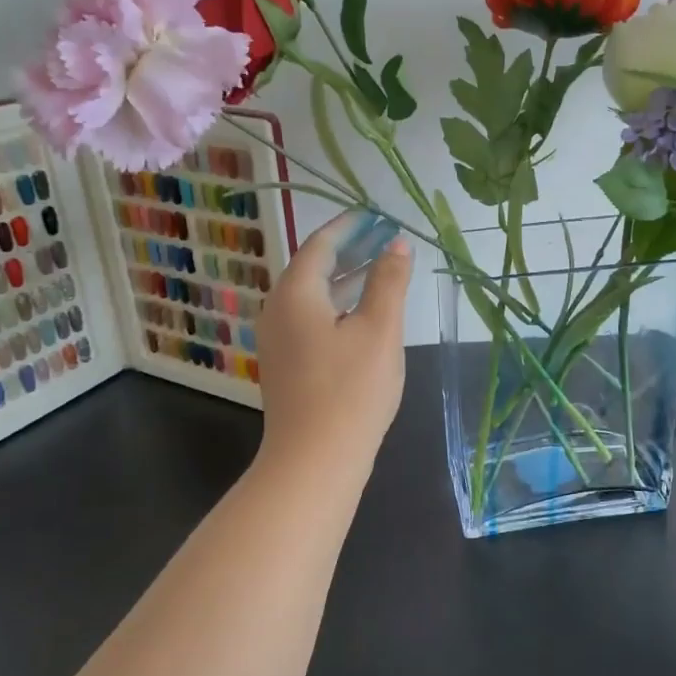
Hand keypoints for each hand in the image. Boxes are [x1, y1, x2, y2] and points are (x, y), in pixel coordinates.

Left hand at [257, 210, 412, 471]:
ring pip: (315, 295)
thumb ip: (389, 281)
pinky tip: (365, 313)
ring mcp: (280, 340)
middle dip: (351, 249)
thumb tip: (397, 244)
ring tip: (383, 267)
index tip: (377, 213)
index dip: (350, 226)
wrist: (314, 461)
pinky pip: (314, 318)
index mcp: (296, 293)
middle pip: (315, 267)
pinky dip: (340, 304)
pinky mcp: (288, 364)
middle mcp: (279, 310)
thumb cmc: (351, 389)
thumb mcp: (380, 329)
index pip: (321, 244)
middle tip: (386, 236)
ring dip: (347, 278)